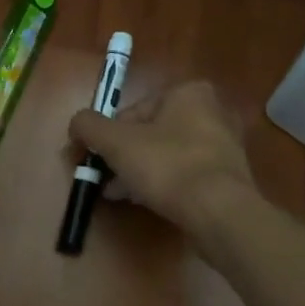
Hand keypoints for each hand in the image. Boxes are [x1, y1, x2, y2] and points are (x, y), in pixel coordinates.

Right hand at [67, 81, 255, 233]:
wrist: (219, 212)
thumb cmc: (167, 166)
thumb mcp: (115, 142)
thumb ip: (89, 126)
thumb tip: (76, 124)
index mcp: (188, 93)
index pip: (133, 111)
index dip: (107, 136)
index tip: (95, 158)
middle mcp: (211, 112)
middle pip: (150, 133)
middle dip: (123, 156)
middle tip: (104, 178)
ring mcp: (223, 146)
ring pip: (166, 155)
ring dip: (139, 171)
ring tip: (117, 194)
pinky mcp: (227, 176)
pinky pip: (184, 174)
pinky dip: (163, 184)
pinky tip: (144, 201)